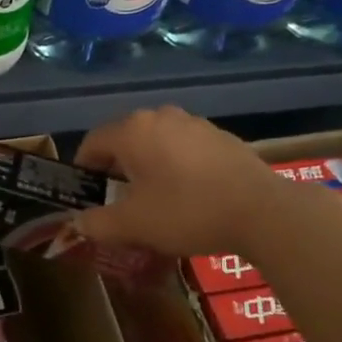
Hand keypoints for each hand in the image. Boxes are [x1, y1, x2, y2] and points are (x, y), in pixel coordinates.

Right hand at [74, 106, 281, 257]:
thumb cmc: (186, 212)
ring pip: (156, 143)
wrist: (262, 211)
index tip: (86, 196)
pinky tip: (187, 195)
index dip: (83, 170)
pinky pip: (184, 149)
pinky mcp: (220, 137)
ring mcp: (194, 123)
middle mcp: (160, 116)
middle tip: (117, 202)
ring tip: (153, 200)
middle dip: (116, 169)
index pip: (92, 143)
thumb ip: (97, 223)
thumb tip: (79, 223)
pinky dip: (175, 167)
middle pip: (125, 140)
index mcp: (132, 131)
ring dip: (147, 167)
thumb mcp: (133, 225)